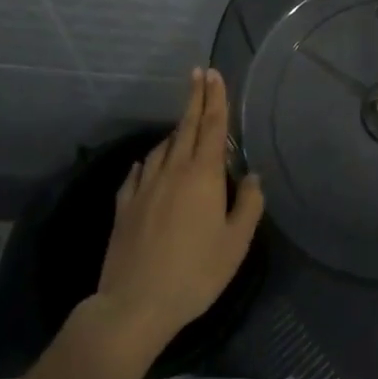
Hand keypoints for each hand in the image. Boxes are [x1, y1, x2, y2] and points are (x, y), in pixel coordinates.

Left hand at [92, 68, 264, 361]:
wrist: (135, 305)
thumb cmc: (195, 273)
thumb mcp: (235, 244)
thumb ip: (248, 205)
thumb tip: (252, 177)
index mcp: (202, 175)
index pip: (212, 125)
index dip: (215, 98)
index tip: (213, 73)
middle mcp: (173, 171)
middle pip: (186, 126)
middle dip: (194, 98)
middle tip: (198, 74)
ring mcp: (145, 187)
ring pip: (162, 147)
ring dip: (174, 131)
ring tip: (182, 125)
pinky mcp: (125, 206)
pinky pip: (138, 173)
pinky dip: (147, 162)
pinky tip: (147, 164)